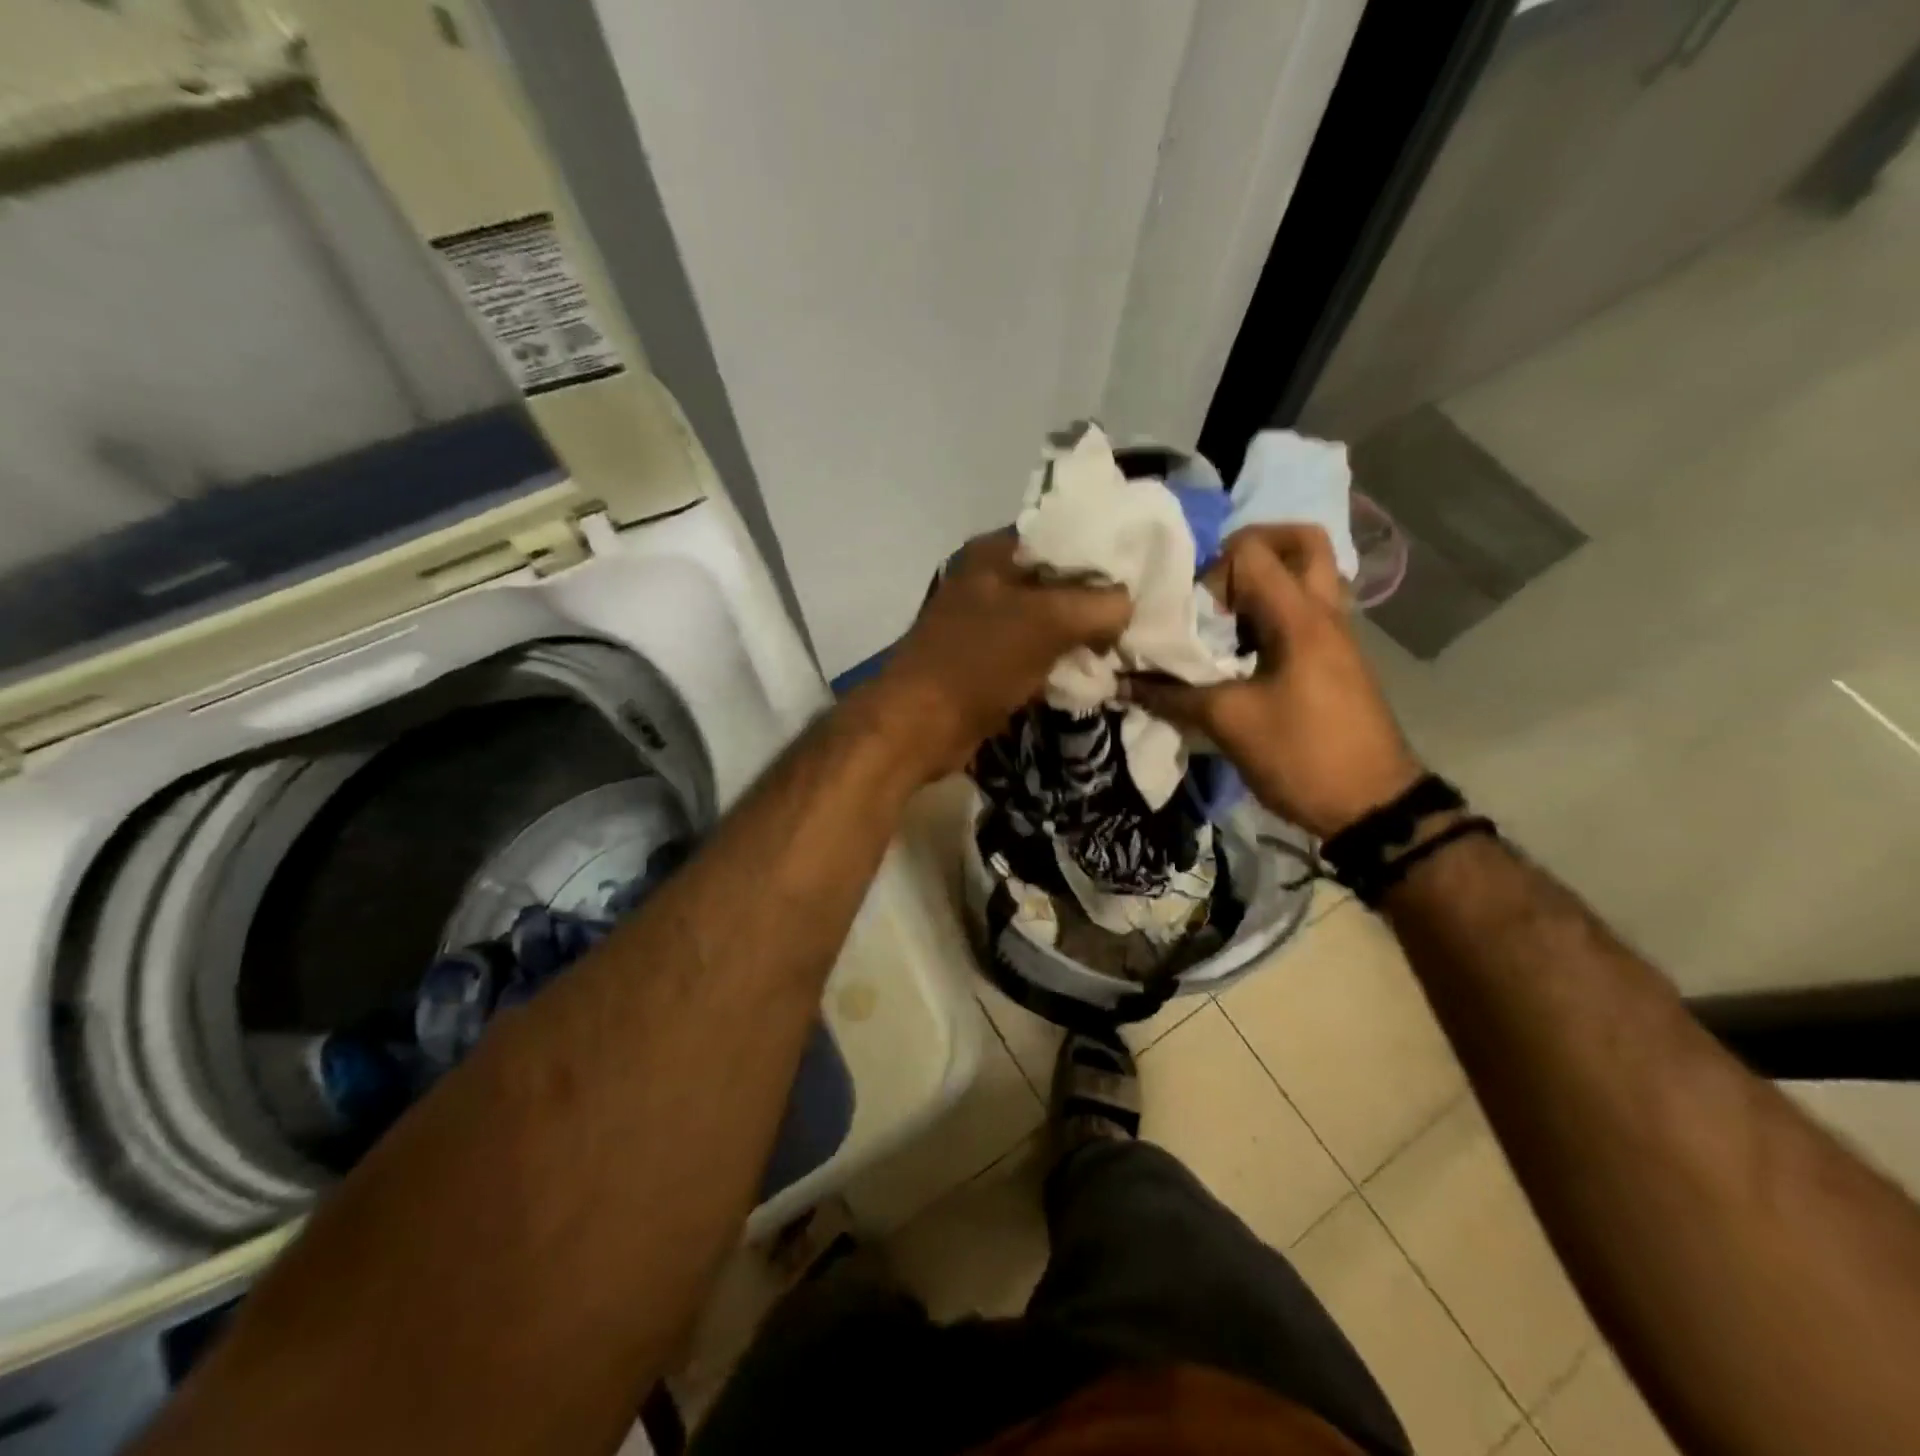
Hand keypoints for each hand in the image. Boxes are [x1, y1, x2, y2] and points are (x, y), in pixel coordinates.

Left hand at [867, 533, 1131, 780]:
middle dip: (1097, 599)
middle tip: (1139, 616)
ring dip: (1082, 635)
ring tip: (1123, 645)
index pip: (1064, 535)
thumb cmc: (978, 662)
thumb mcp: (1048, 622)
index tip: (1144, 575)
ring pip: (1050, 620)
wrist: (919, 726)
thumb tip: (1127, 605)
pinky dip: (1061, 661)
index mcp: (994, 553)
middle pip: (1059, 580)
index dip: (1105, 553)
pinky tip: (1092, 672)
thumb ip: (1099, 604)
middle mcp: (988, 580)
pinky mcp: (988, 661)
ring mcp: (986, 623)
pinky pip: (1037, 653)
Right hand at [1128, 525, 1421, 837]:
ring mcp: (1336, 636)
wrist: (1373, 806)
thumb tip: (1122, 681)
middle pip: (1302, 542)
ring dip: (1264, 584)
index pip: (1253, 553)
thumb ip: (1172, 696)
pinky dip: (1272, 614)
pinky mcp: (1335, 661)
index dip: (1211, 571)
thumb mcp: (1229, 724)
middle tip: (1216, 582)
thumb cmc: (1302, 755)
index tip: (1192, 615)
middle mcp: (1324, 613)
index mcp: (1300, 618)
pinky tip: (1240, 653)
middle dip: (1253, 548)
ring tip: (1222, 619)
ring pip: (1307, 577)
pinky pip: (1305, 613)